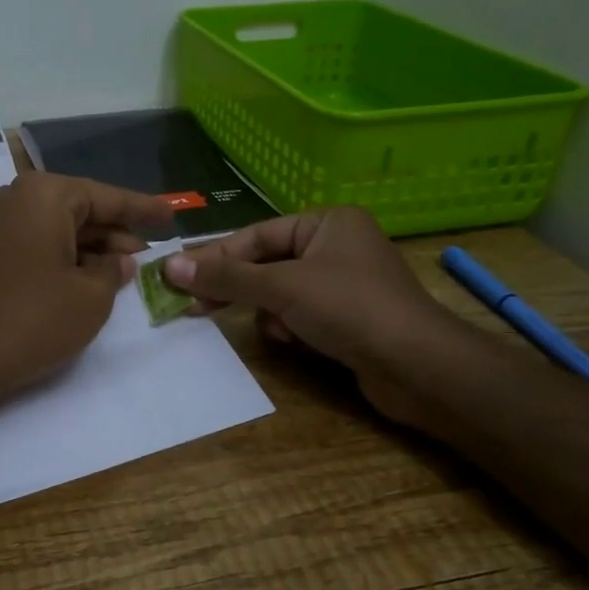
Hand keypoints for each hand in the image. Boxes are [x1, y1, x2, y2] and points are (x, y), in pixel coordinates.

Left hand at [0, 173, 173, 411]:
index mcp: (46, 195)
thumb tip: (120, 259)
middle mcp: (18, 199)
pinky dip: (67, 259)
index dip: (143, 209)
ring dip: (93, 249)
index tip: (171, 214)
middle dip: (117, 233)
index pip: (107, 197)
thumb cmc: (33, 319)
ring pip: (61, 229)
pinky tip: (90, 279)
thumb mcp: (91, 296)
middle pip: (82, 210)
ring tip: (128, 271)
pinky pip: (40, 245)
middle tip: (152, 254)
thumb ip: (114, 270)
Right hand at [161, 207, 470, 425]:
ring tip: (277, 330)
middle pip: (267, 264)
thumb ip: (226, 277)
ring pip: (282, 293)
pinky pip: (302, 314)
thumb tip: (169, 266)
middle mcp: (337, 246)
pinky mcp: (349, 317)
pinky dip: (293, 328)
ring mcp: (345, 284)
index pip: (256, 236)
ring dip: (271, 312)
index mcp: (327, 222)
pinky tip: (297, 342)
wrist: (419, 367)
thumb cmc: (349, 308)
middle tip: (195, 306)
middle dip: (239, 288)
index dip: (216, 258)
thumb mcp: (281, 287)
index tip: (178, 278)